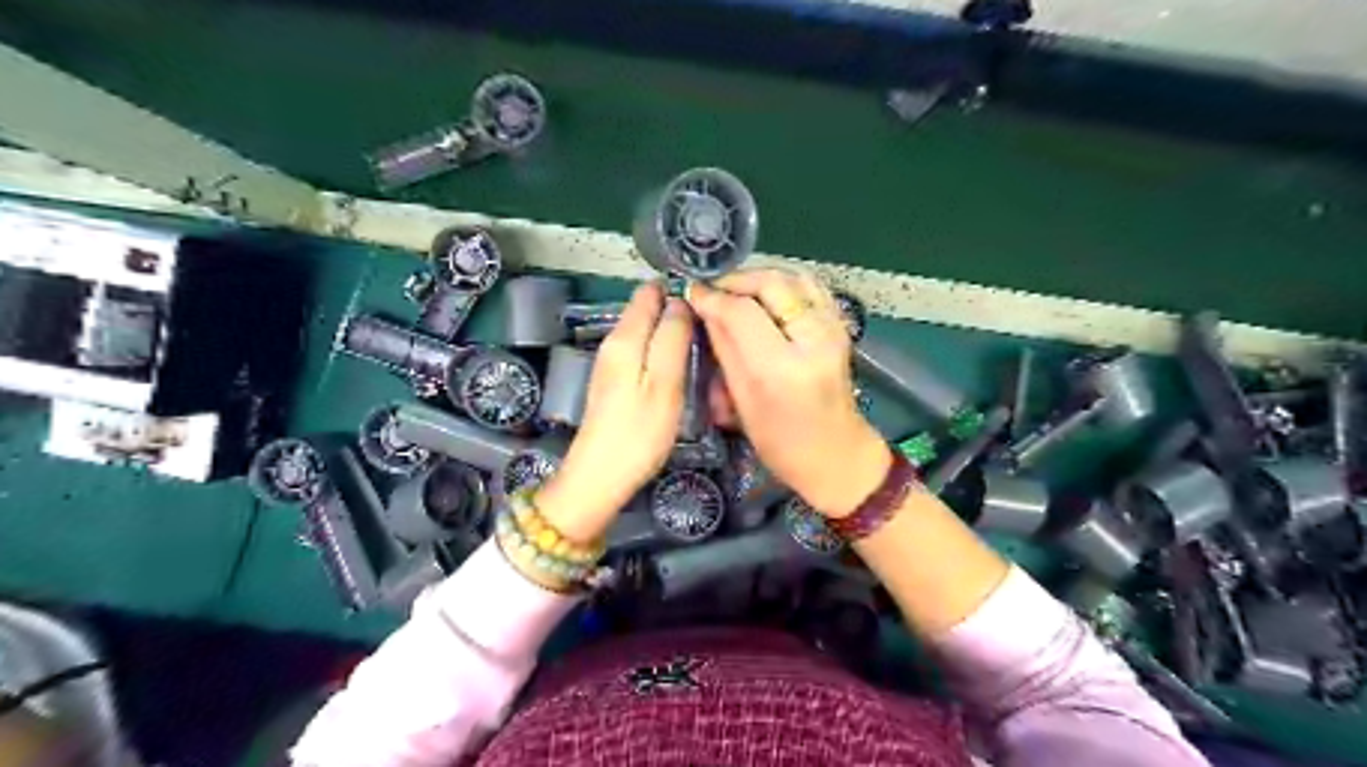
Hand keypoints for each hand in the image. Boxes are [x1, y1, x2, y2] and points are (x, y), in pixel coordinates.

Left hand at [530, 283, 688, 542]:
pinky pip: (643, 352)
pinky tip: (682, 366)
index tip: (710, 301)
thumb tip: (682, 300)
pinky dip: (663, 351)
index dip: (678, 290)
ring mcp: (612, 364)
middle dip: (677, 310)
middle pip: (647, 311)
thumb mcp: (664, 383)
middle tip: (714, 325)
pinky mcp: (615, 383)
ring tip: (705, 342)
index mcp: (625, 337)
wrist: (600, 477)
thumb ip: (673, 337)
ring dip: (672, 331)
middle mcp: (614, 343)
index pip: (649, 292)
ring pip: (646, 332)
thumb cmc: (639, 432)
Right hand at [691, 267, 894, 514]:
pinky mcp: (841, 326)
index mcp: (783, 367)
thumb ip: (724, 348)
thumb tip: (705, 309)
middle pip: (770, 283)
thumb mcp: (742, 401)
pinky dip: (783, 282)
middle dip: (735, 281)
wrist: (836, 455)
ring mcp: (834, 328)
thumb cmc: (782, 442)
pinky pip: (810, 286)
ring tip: (735, 291)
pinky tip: (765, 295)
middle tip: (712, 290)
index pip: (742, 312)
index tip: (693, 294)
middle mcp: (814, 338)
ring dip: (759, 277)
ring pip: (792, 276)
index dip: (713, 298)